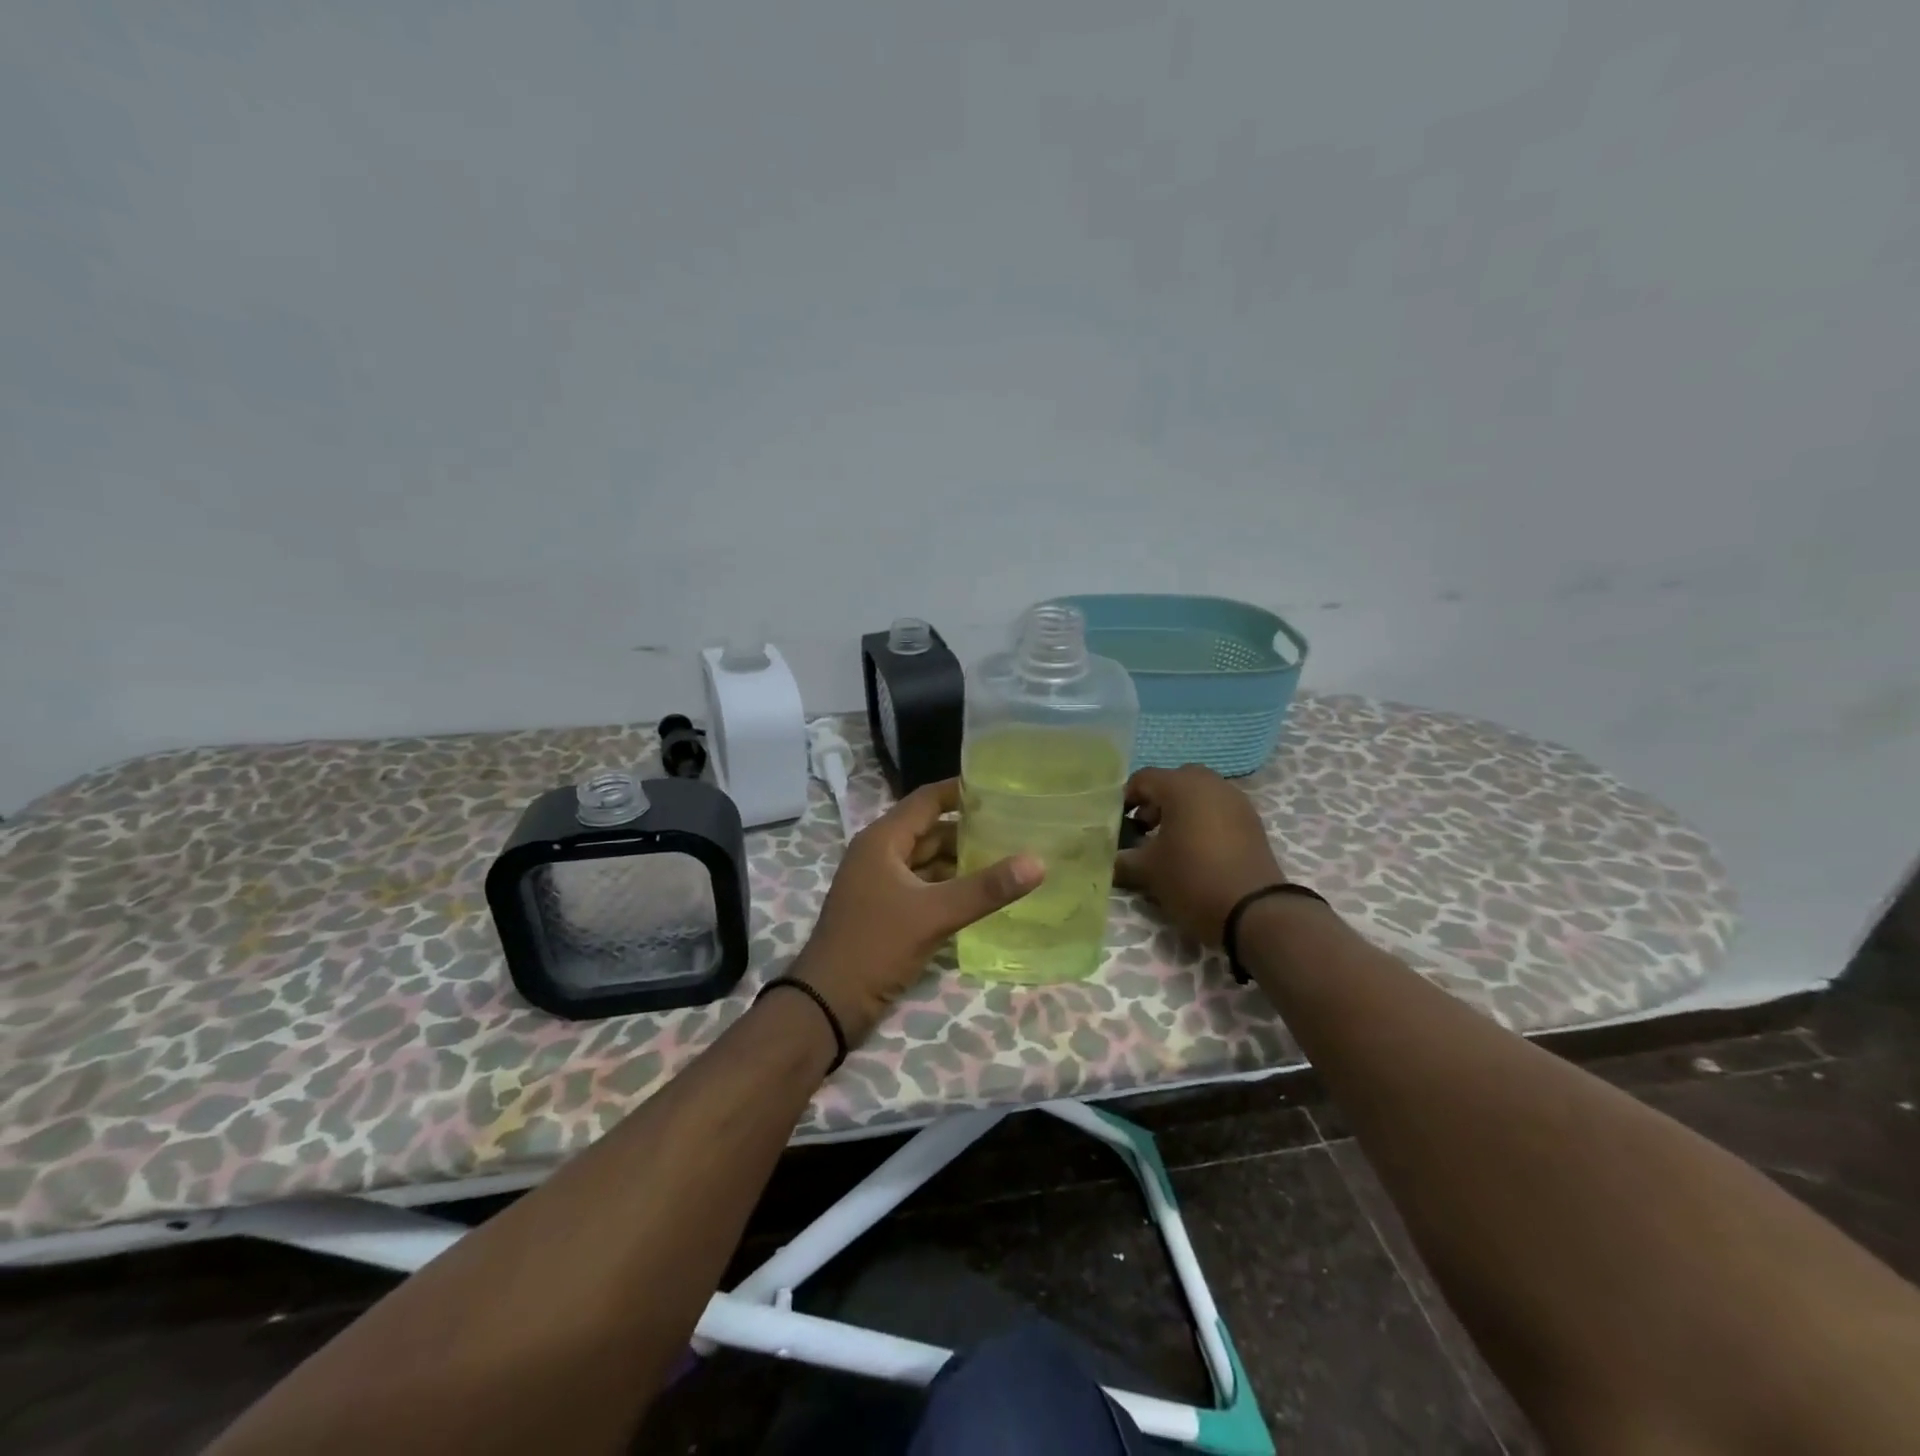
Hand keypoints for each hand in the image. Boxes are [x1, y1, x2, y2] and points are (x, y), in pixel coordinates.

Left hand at [795, 779, 1042, 1040]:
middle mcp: (880, 854)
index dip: (962, 791)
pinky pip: (924, 887)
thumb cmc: (875, 946)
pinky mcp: (886, 911)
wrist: (827, 1003)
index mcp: (883, 840)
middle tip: (1017, 830)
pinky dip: (950, 887)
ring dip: (961, 861)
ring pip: (928, 861)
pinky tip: (981, 895)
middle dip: (970, 831)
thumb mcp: (934, 915)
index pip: (927, 800)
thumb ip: (985, 889)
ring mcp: (881, 884)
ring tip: (1008, 860)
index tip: (1003, 790)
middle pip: (931, 830)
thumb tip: (1038, 862)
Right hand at [1113, 765, 1285, 947]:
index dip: (1125, 799)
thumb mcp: (1148, 871)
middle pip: (1173, 782)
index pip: (1142, 779)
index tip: (1116, 825)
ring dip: (1180, 811)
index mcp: (1181, 786)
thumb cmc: (1193, 880)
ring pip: (1199, 795)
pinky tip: (1195, 852)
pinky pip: (1218, 810)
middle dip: (1155, 802)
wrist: (1255, 911)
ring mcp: (1236, 801)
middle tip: (1143, 830)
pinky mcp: (1252, 822)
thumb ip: (1121, 859)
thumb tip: (1107, 858)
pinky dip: (1202, 821)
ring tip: (1168, 844)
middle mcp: (1210, 784)